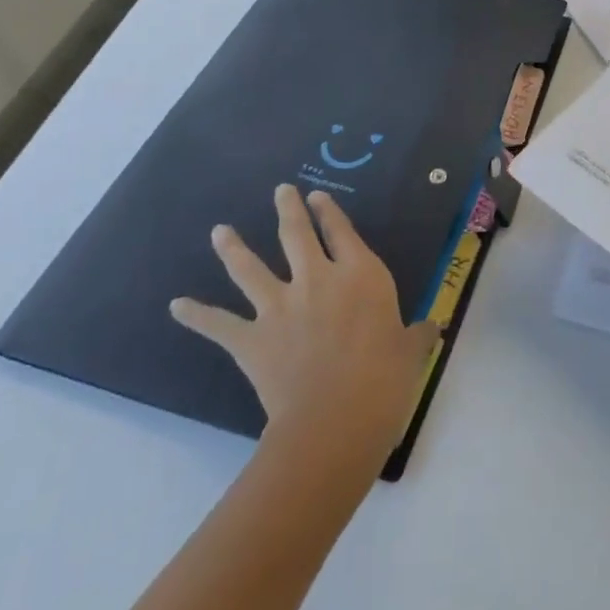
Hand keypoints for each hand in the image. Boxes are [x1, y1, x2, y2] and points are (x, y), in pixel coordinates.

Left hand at [170, 185, 440, 477]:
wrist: (336, 418)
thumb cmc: (385, 379)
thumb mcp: (410, 352)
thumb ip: (417, 335)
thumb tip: (432, 328)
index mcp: (361, 275)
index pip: (343, 232)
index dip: (330, 212)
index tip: (319, 197)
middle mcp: (318, 279)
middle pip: (297, 234)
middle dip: (288, 210)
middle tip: (280, 191)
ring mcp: (281, 306)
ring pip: (251, 268)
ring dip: (233, 248)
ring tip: (220, 231)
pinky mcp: (252, 338)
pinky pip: (218, 324)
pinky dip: (196, 315)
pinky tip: (176, 305)